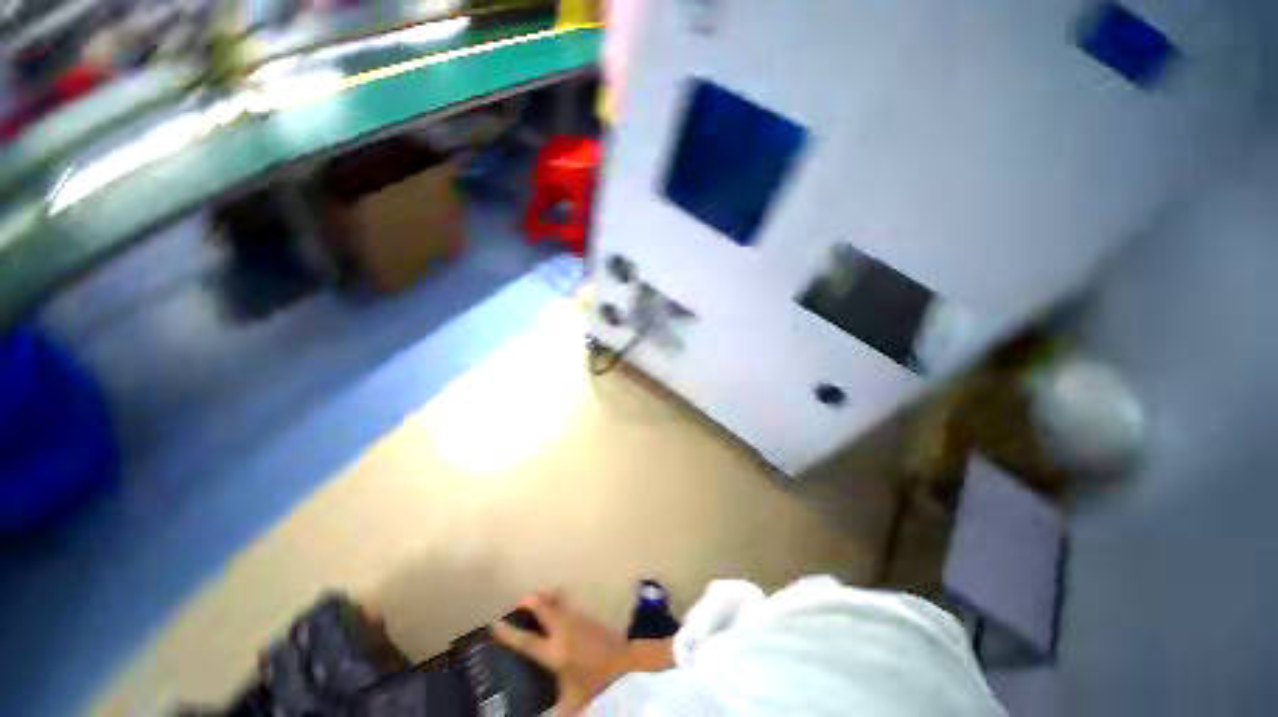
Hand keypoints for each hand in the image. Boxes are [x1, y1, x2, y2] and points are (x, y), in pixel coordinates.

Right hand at [491, 588, 673, 714]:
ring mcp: (577, 619)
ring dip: (547, 597)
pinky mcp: (589, 616)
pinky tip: (560, 604)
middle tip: (519, 601)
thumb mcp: (571, 703)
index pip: (525, 641)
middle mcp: (563, 630)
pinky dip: (559, 601)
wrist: (625, 663)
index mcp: (553, 651)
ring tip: (538, 593)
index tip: (494, 623)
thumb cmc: (595, 684)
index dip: (508, 633)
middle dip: (530, 602)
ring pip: (558, 601)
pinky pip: (569, 604)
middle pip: (543, 608)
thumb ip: (554, 712)